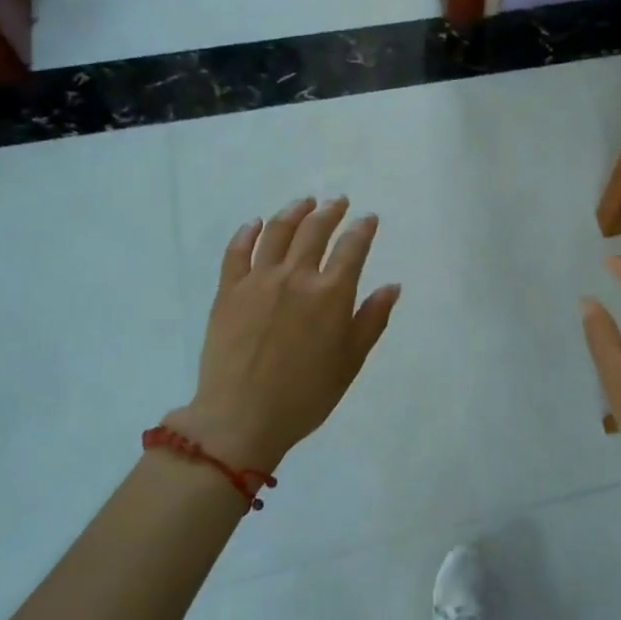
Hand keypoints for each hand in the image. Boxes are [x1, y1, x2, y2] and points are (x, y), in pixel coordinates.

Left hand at [169, 196, 400, 470]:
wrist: (241, 416)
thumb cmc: (306, 395)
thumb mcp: (351, 361)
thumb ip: (372, 319)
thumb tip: (392, 286)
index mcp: (330, 294)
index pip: (352, 248)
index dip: (362, 229)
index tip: (368, 218)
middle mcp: (296, 276)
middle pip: (314, 231)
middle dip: (330, 212)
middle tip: (338, 202)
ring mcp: (258, 280)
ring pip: (277, 232)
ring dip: (294, 212)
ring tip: (304, 203)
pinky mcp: (228, 291)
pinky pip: (237, 252)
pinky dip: (247, 233)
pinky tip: (255, 224)